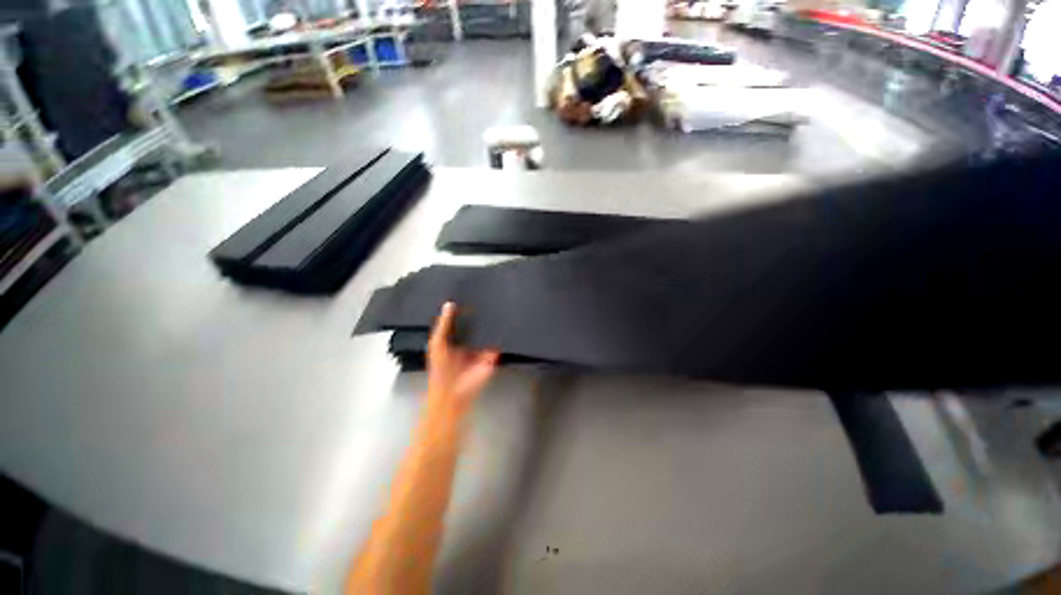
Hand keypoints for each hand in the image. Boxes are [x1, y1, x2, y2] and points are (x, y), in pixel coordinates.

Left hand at [427, 302, 499, 414]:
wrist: (452, 393)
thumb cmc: (441, 368)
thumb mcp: (438, 343)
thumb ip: (444, 324)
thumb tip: (449, 303)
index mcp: (453, 339)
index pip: (460, 321)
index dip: (464, 310)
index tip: (472, 295)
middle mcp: (468, 343)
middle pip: (476, 326)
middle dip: (481, 316)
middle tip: (490, 297)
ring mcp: (480, 350)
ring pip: (487, 334)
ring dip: (492, 324)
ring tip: (500, 305)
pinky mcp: (491, 357)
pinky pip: (498, 344)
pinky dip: (501, 336)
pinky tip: (506, 322)